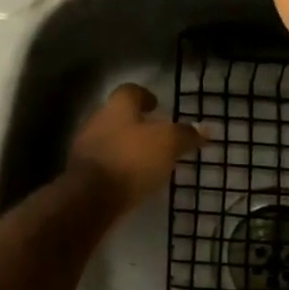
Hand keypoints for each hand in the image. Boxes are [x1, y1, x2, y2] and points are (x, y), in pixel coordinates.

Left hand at [66, 83, 205, 210]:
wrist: (90, 198)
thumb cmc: (132, 160)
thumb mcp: (168, 144)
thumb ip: (185, 135)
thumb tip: (206, 129)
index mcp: (117, 107)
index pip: (130, 91)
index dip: (144, 96)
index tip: (157, 106)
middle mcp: (97, 121)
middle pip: (118, 116)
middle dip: (136, 124)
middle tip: (157, 136)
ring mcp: (86, 148)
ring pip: (110, 140)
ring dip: (127, 147)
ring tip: (147, 161)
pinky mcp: (82, 174)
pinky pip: (105, 164)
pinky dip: (119, 168)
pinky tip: (132, 180)